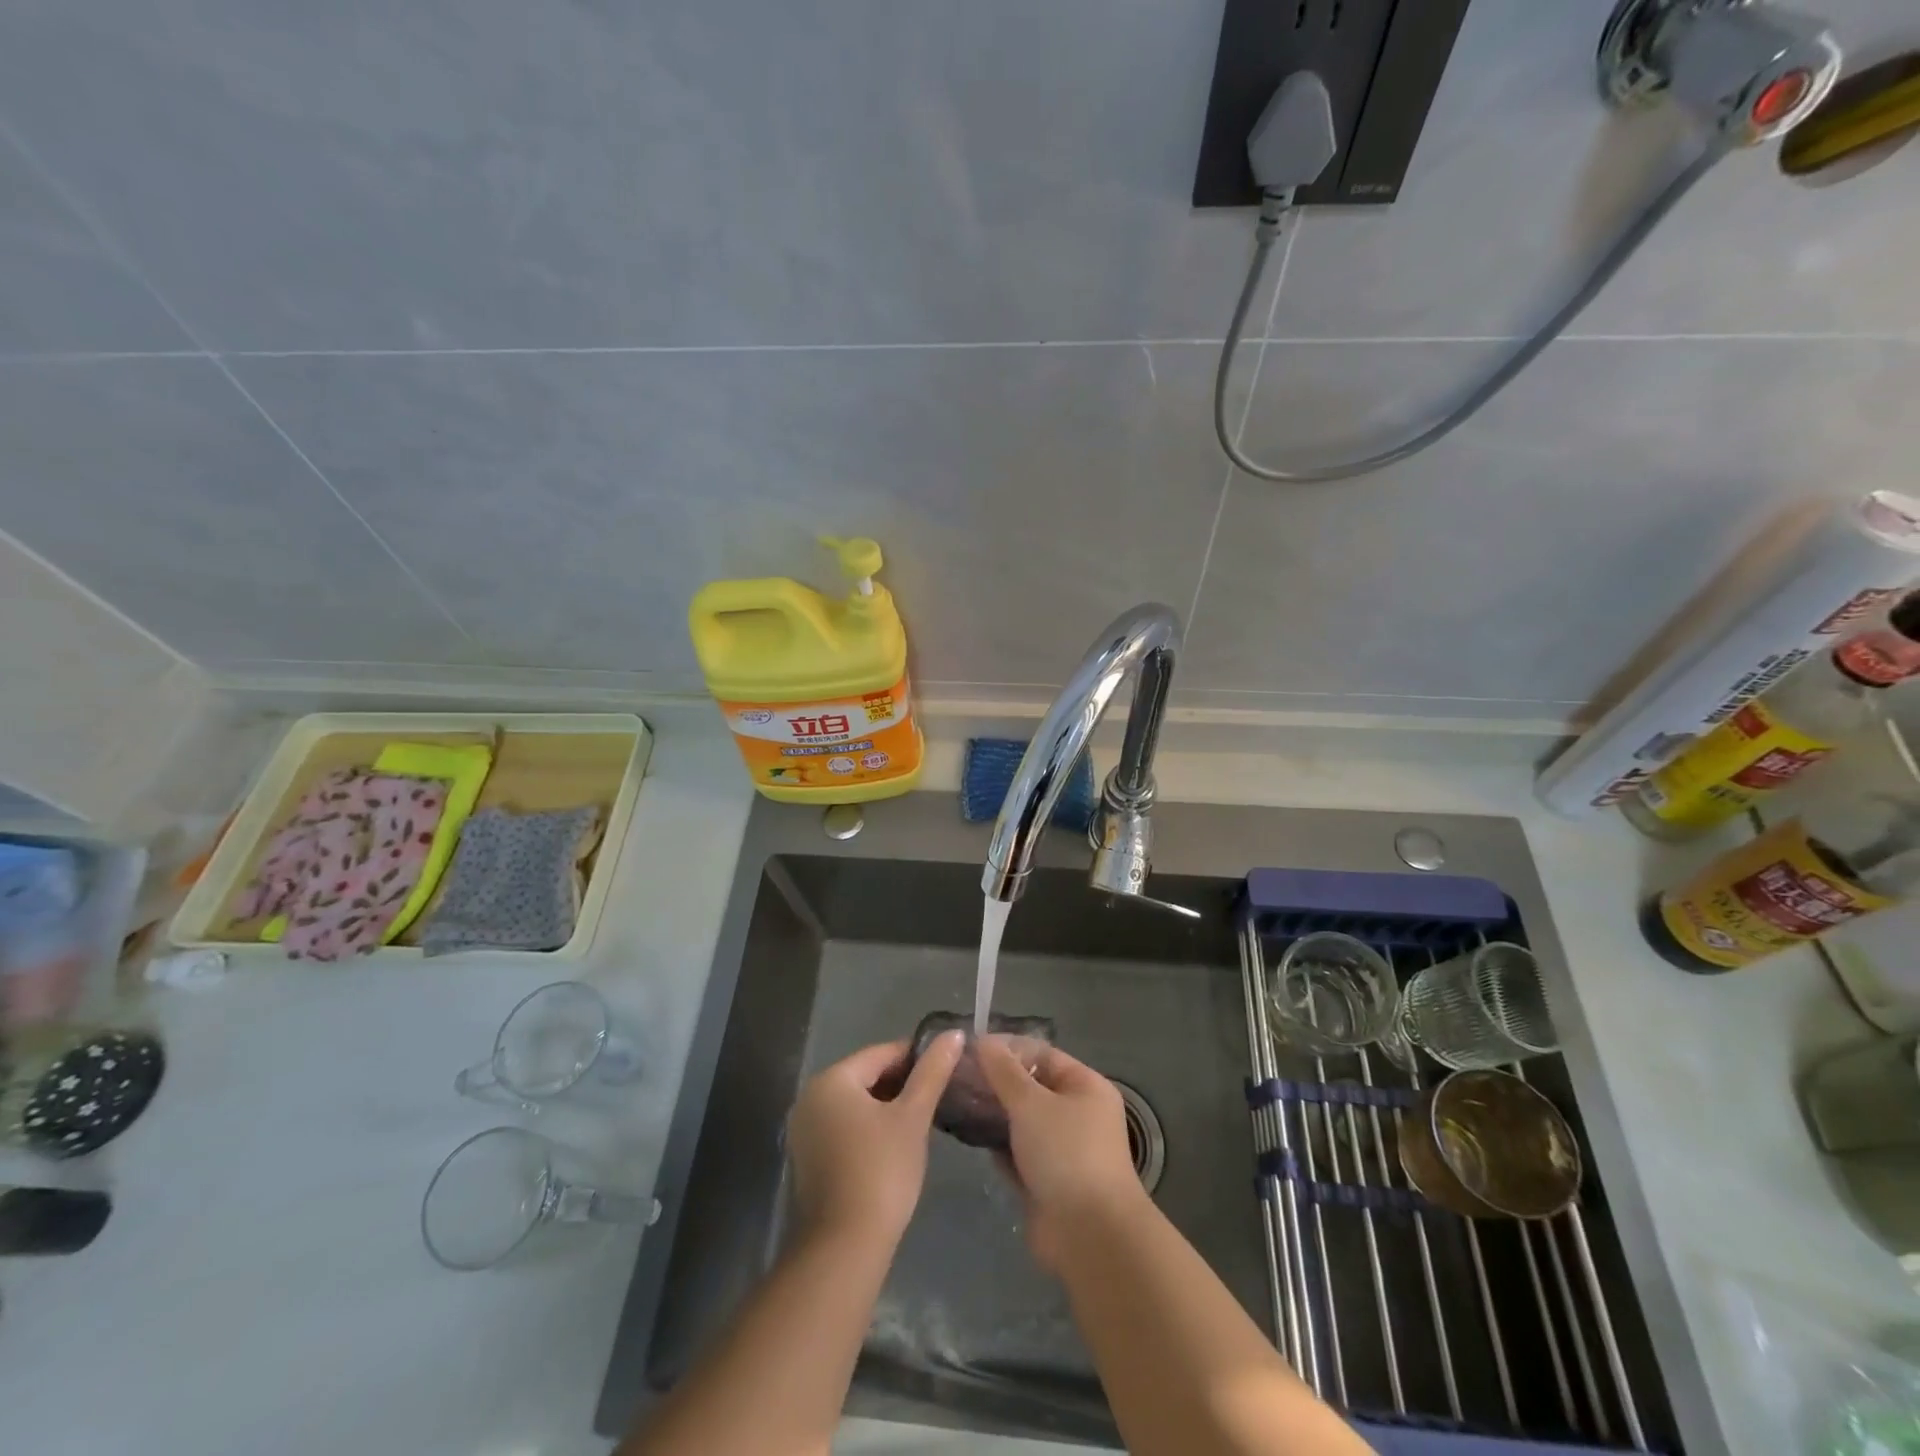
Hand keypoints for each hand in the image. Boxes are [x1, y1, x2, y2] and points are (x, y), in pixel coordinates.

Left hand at [787, 1033, 963, 1245]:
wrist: (844, 1248)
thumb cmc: (881, 1171)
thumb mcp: (913, 1117)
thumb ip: (933, 1072)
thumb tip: (953, 1034)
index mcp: (831, 1079)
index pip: (882, 1053)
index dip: (917, 1057)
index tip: (947, 1067)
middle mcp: (811, 1097)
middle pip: (866, 1076)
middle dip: (903, 1083)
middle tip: (939, 1096)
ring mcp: (805, 1130)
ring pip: (856, 1103)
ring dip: (888, 1107)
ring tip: (924, 1119)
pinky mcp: (809, 1159)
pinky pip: (845, 1127)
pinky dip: (870, 1128)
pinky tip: (897, 1144)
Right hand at [976, 1039, 1145, 1269]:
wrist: (1090, 1236)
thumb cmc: (1066, 1154)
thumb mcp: (1031, 1103)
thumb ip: (1004, 1072)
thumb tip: (983, 1040)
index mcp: (1085, 1087)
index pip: (1042, 1054)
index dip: (1007, 1049)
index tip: (969, 1049)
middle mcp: (1078, 1114)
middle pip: (1031, 1088)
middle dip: (996, 1082)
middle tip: (956, 1077)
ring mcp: (1063, 1150)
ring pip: (1022, 1122)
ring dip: (994, 1114)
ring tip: (956, 1103)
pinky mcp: (1047, 1182)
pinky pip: (1018, 1154)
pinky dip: (998, 1146)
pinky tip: (970, 1137)